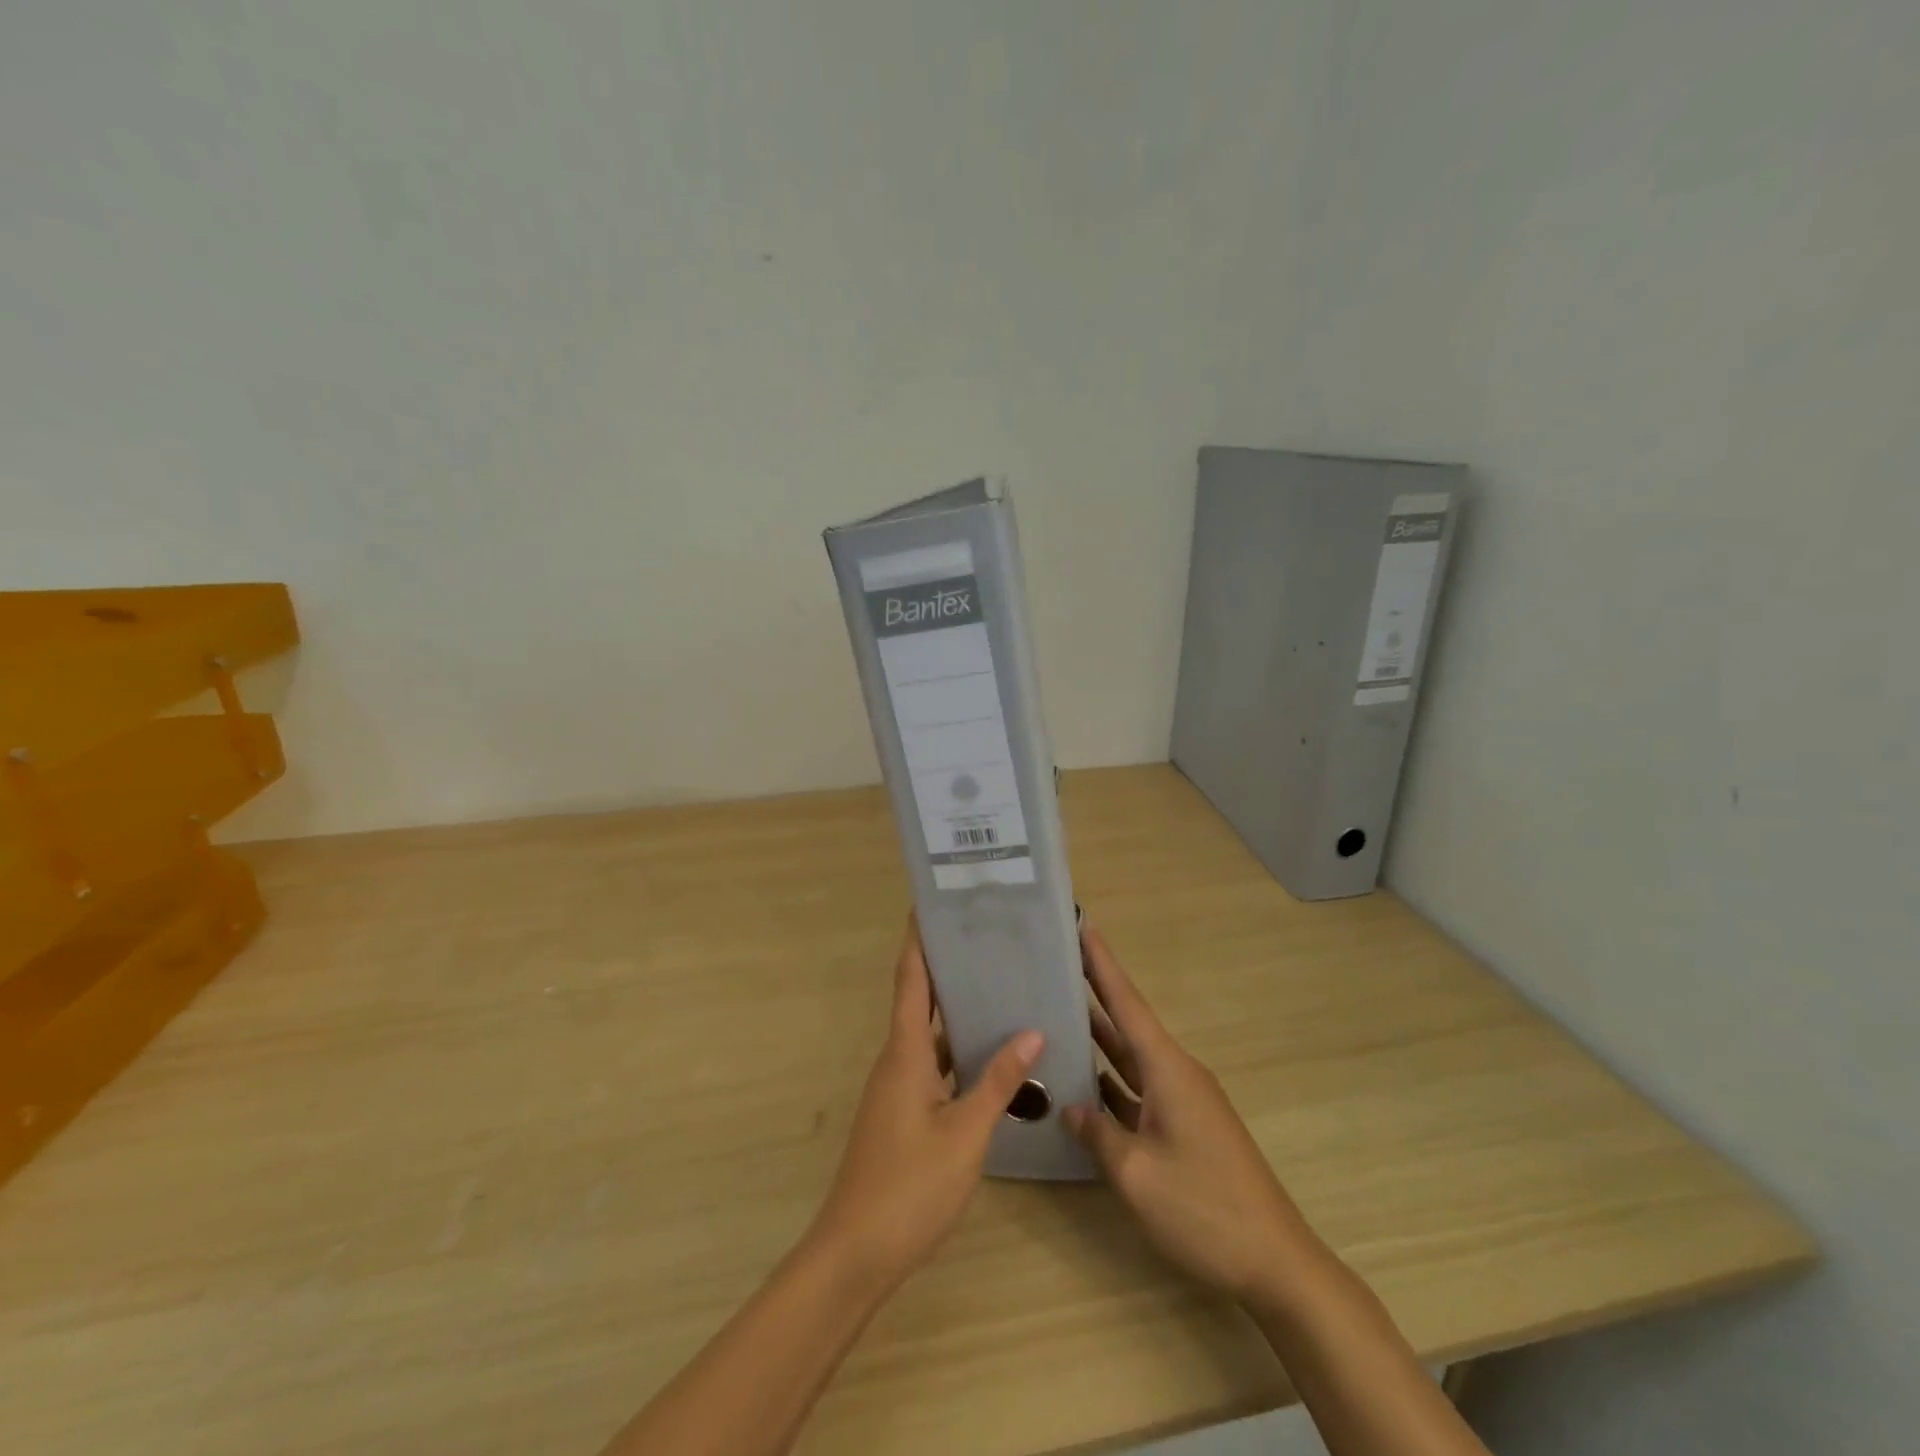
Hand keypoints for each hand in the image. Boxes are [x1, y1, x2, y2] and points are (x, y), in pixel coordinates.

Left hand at [807, 921, 1043, 1294]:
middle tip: (983, 937)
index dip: (918, 940)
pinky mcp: (902, 1112)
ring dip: (954, 1009)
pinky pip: (931, 1064)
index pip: (910, 979)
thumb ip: (998, 1083)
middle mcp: (896, 1060)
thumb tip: (1032, 1033)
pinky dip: (955, 1050)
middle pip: (919, 999)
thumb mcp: (965, 1134)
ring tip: (995, 985)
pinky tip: (987, 1055)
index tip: (930, 904)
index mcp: (904, 1053)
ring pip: (927, 1034)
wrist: (855, 1254)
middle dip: (945, 966)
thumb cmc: (909, 1187)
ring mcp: (897, 1088)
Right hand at [1066, 924, 1324, 1306]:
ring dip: (1100, 1036)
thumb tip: (1070, 1108)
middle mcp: (1176, 1073)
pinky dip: (1112, 1080)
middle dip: (1097, 989)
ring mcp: (1183, 1101)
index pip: (1127, 1003)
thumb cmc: (1205, 1209)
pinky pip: (1140, 1089)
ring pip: (1132, 1058)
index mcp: (1168, 1069)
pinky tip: (1085, 1082)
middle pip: (1128, 1022)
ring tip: (1061, 1010)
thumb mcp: (1137, 1175)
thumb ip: (1097, 1134)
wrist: (1275, 1262)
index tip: (1084, 925)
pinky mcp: (1185, 1127)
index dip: (1102, 963)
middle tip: (1060, 960)